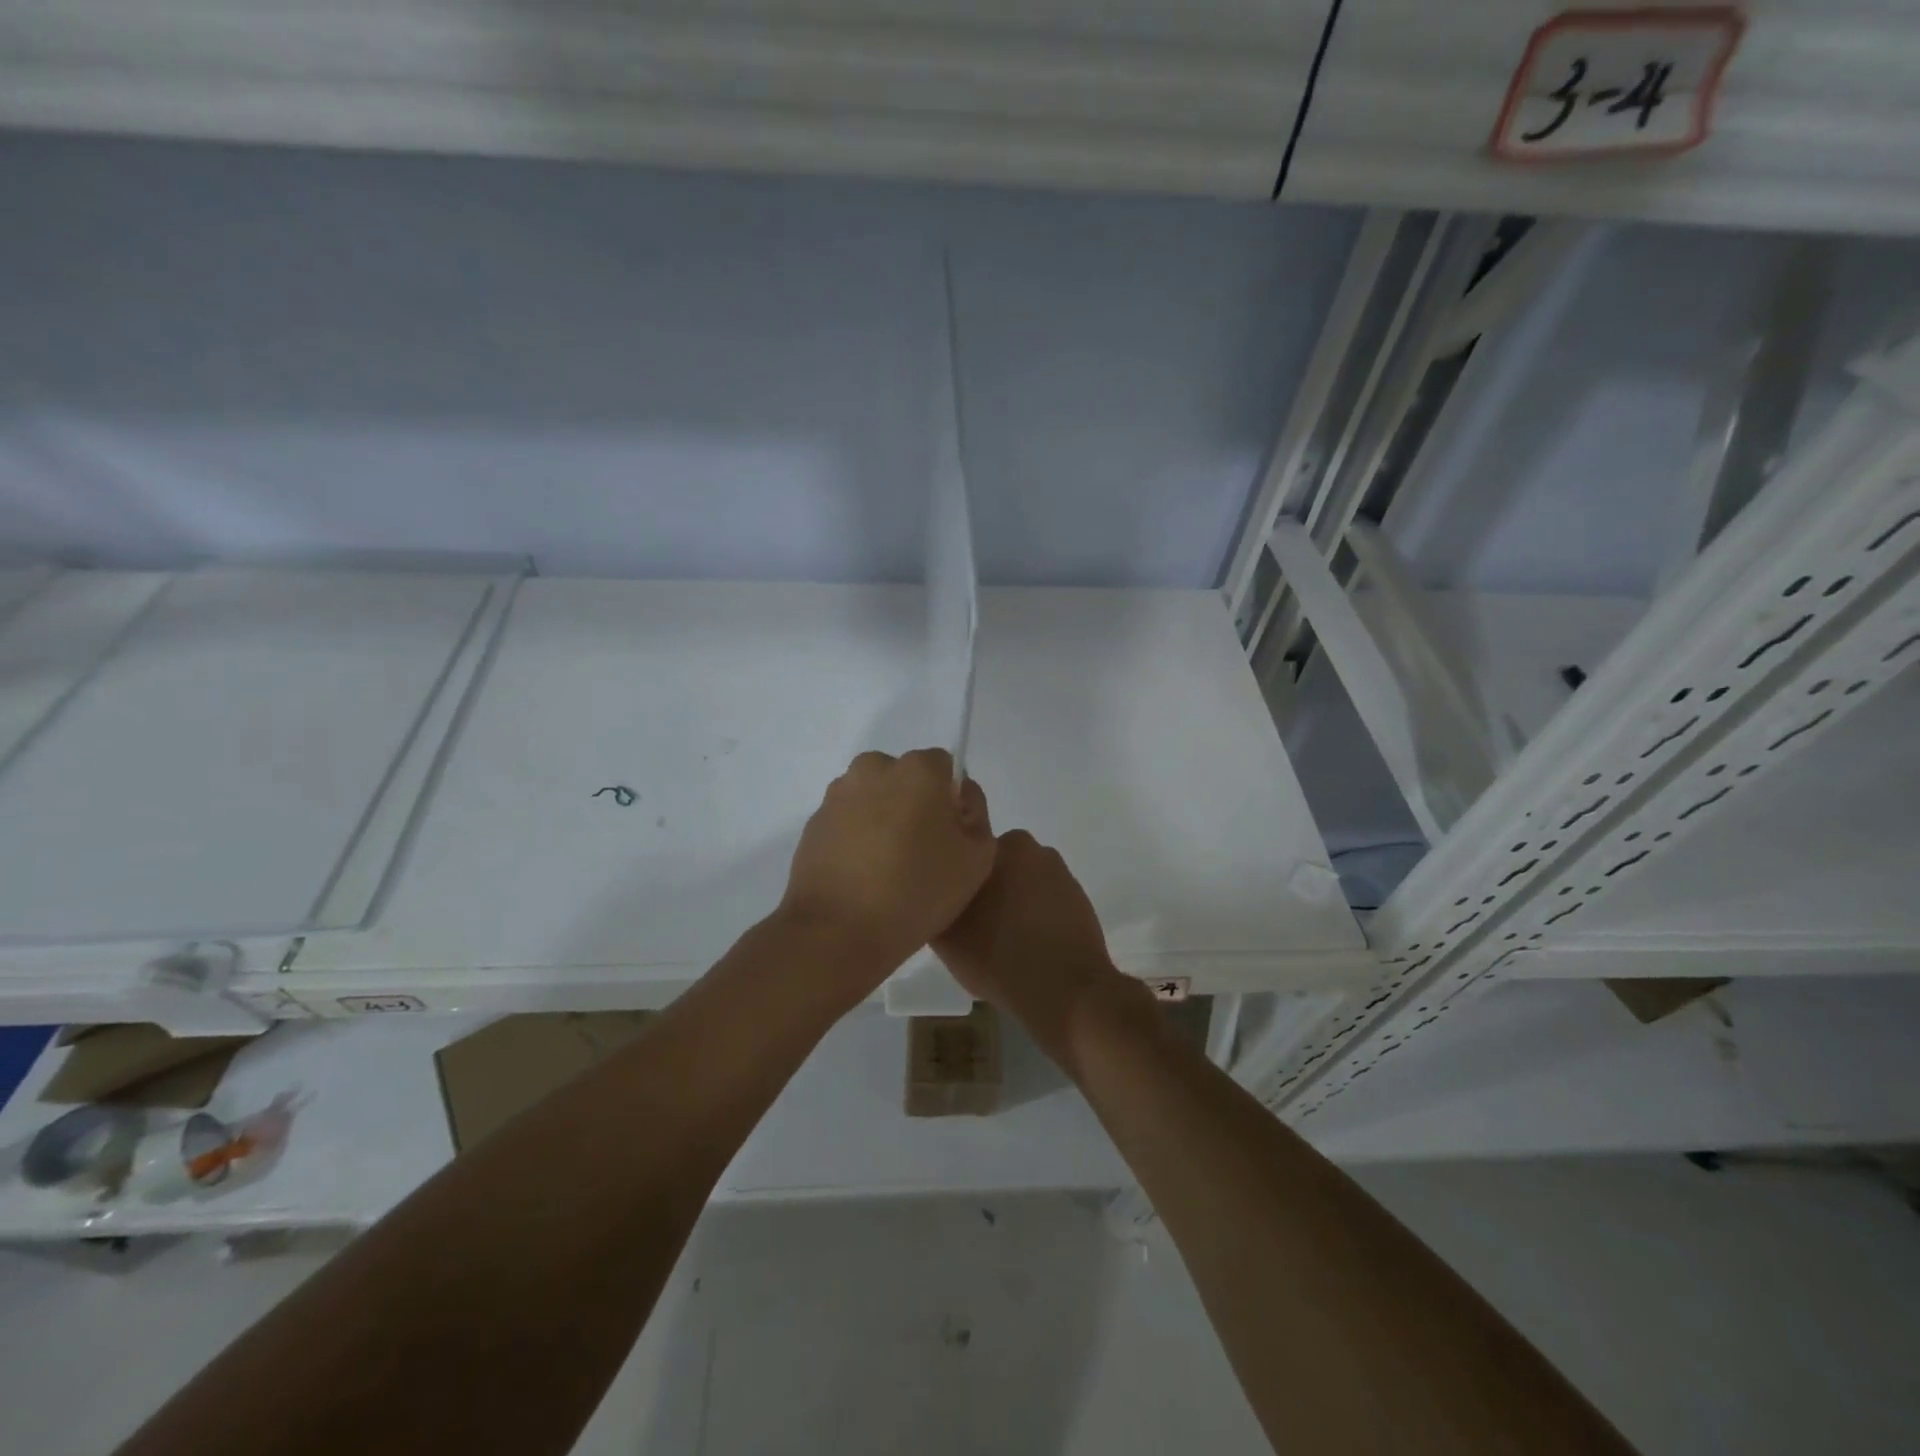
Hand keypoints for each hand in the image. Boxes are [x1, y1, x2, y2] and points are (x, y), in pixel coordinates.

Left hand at [778, 749, 994, 991]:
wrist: (837, 931)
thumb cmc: (916, 891)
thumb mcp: (977, 858)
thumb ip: (976, 816)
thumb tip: (957, 800)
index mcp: (917, 769)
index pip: (944, 768)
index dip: (951, 800)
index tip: (949, 837)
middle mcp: (874, 768)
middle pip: (905, 779)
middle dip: (915, 805)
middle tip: (921, 854)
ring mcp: (838, 795)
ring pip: (873, 798)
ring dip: (883, 820)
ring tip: (888, 870)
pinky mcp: (814, 823)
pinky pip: (847, 822)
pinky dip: (857, 839)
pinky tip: (862, 877)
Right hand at [933, 830, 1132, 1056]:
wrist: (1066, 991)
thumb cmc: (998, 956)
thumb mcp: (945, 936)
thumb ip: (937, 903)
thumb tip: (934, 895)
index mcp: (1003, 846)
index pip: (970, 853)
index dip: (959, 879)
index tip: (953, 905)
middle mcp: (1035, 850)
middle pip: (999, 866)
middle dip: (988, 888)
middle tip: (974, 923)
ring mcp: (1062, 875)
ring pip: (1024, 884)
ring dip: (1014, 902)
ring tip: (1002, 939)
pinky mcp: (1080, 901)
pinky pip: (1047, 903)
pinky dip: (1036, 917)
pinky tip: (1028, 945)